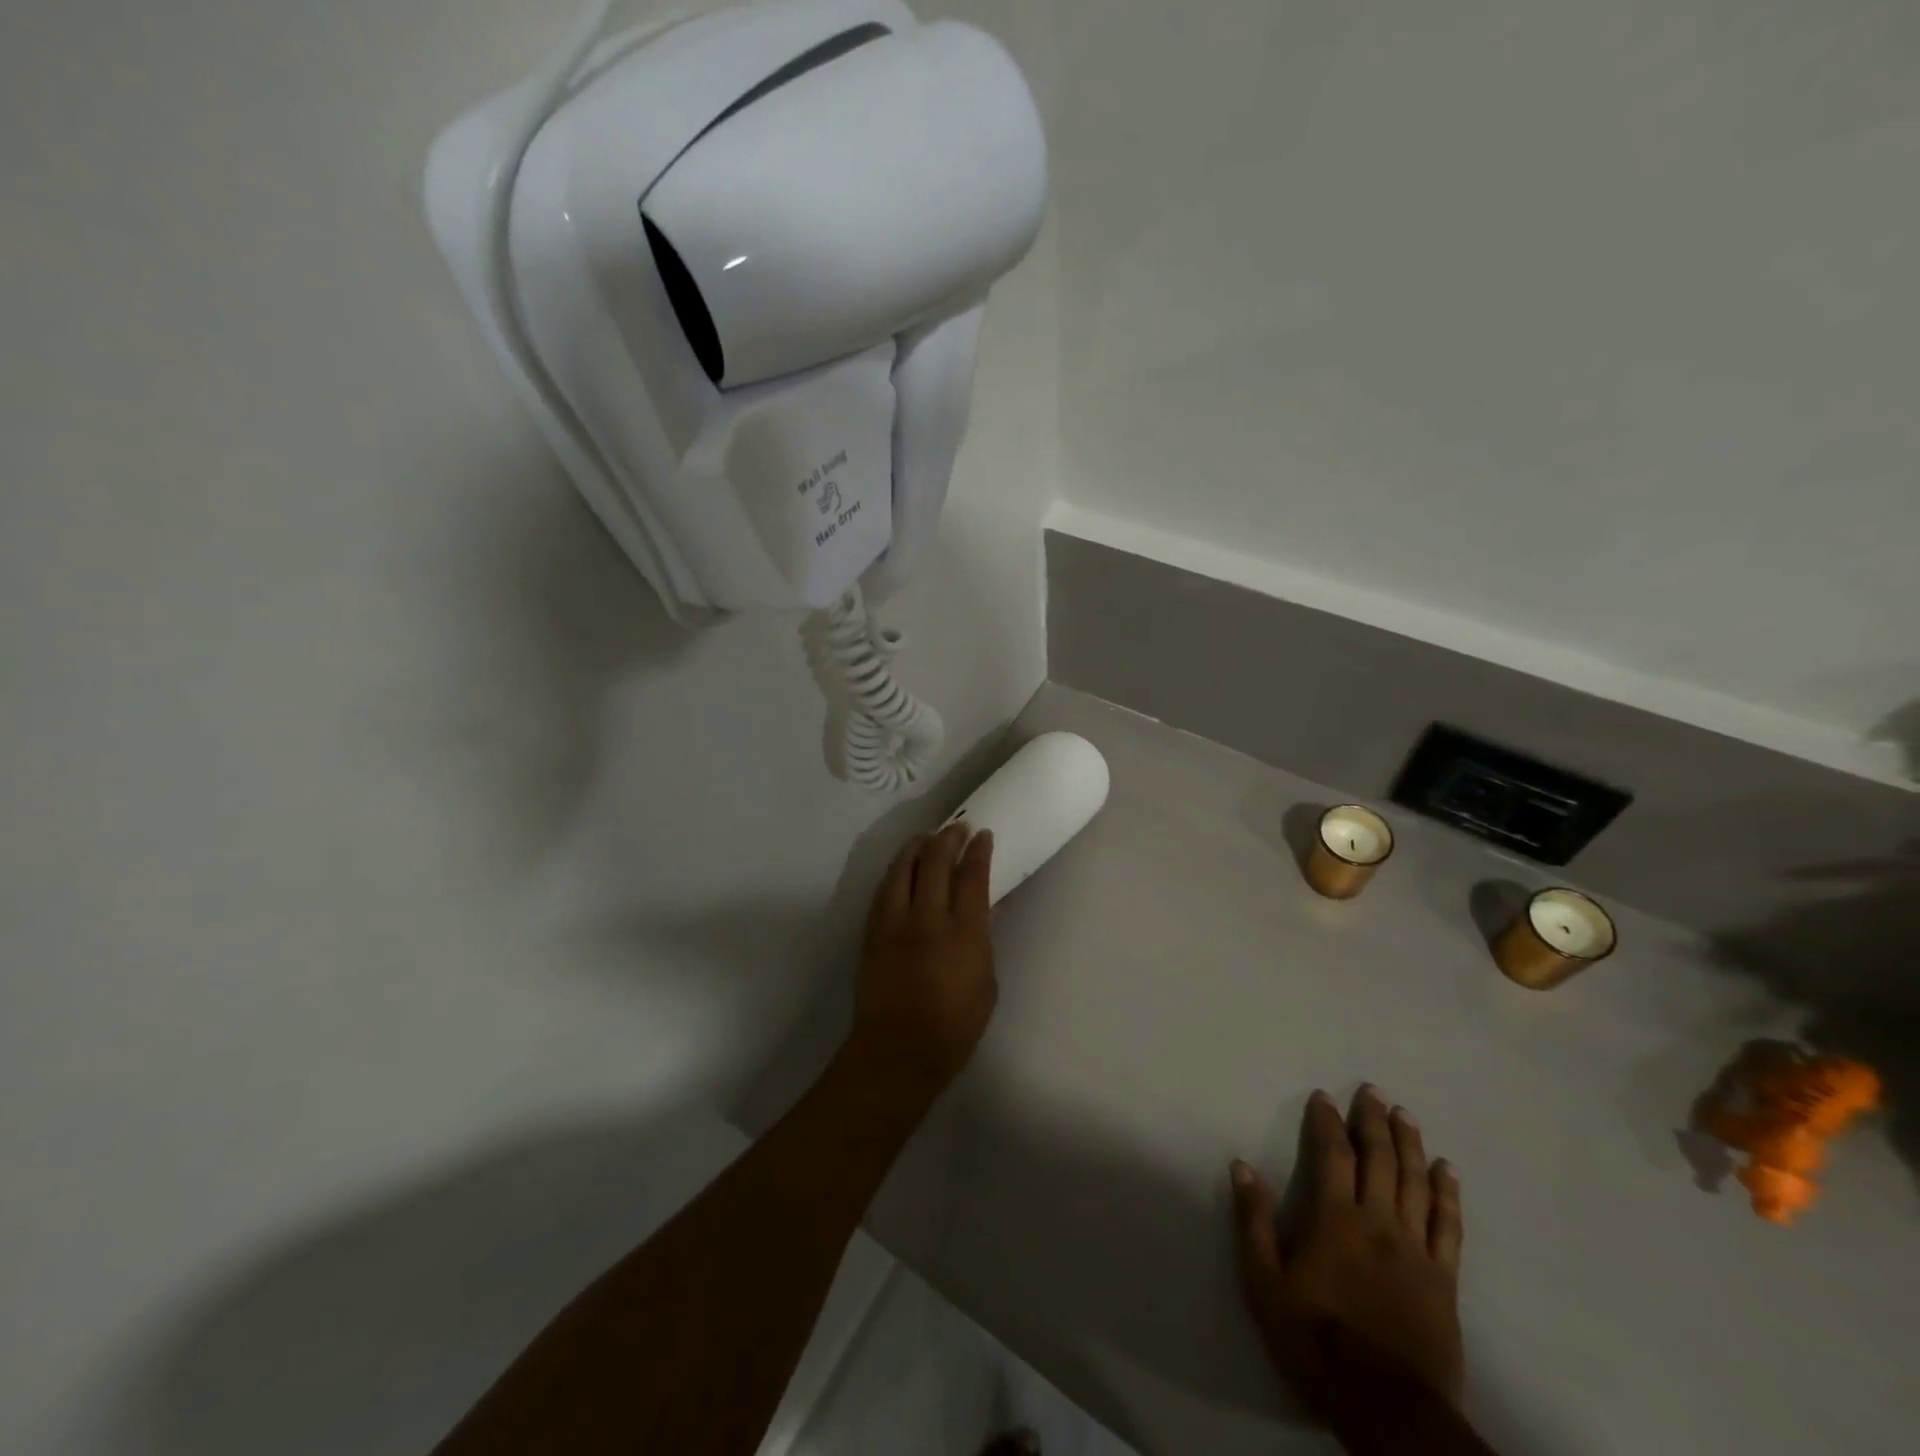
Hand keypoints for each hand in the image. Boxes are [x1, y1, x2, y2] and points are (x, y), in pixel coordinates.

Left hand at [849, 824, 996, 1095]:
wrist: (898, 1050)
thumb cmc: (954, 1027)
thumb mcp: (986, 983)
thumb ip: (980, 942)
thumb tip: (978, 916)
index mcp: (964, 932)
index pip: (972, 877)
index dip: (978, 852)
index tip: (982, 835)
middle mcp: (928, 917)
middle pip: (936, 862)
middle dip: (948, 839)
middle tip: (957, 828)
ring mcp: (896, 922)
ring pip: (904, 869)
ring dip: (917, 848)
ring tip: (926, 838)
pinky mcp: (873, 932)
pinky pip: (884, 890)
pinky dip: (896, 872)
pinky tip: (902, 868)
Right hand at [1231, 1086, 1464, 1416]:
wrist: (1387, 1406)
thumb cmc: (1316, 1340)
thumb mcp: (1266, 1284)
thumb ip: (1254, 1222)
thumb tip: (1241, 1166)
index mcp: (1336, 1219)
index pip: (1333, 1155)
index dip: (1328, 1122)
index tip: (1324, 1096)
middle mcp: (1379, 1222)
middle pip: (1379, 1160)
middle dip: (1374, 1121)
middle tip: (1373, 1090)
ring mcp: (1415, 1250)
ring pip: (1416, 1184)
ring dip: (1410, 1144)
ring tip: (1405, 1114)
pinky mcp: (1443, 1279)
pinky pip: (1449, 1227)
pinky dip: (1448, 1194)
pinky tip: (1447, 1170)